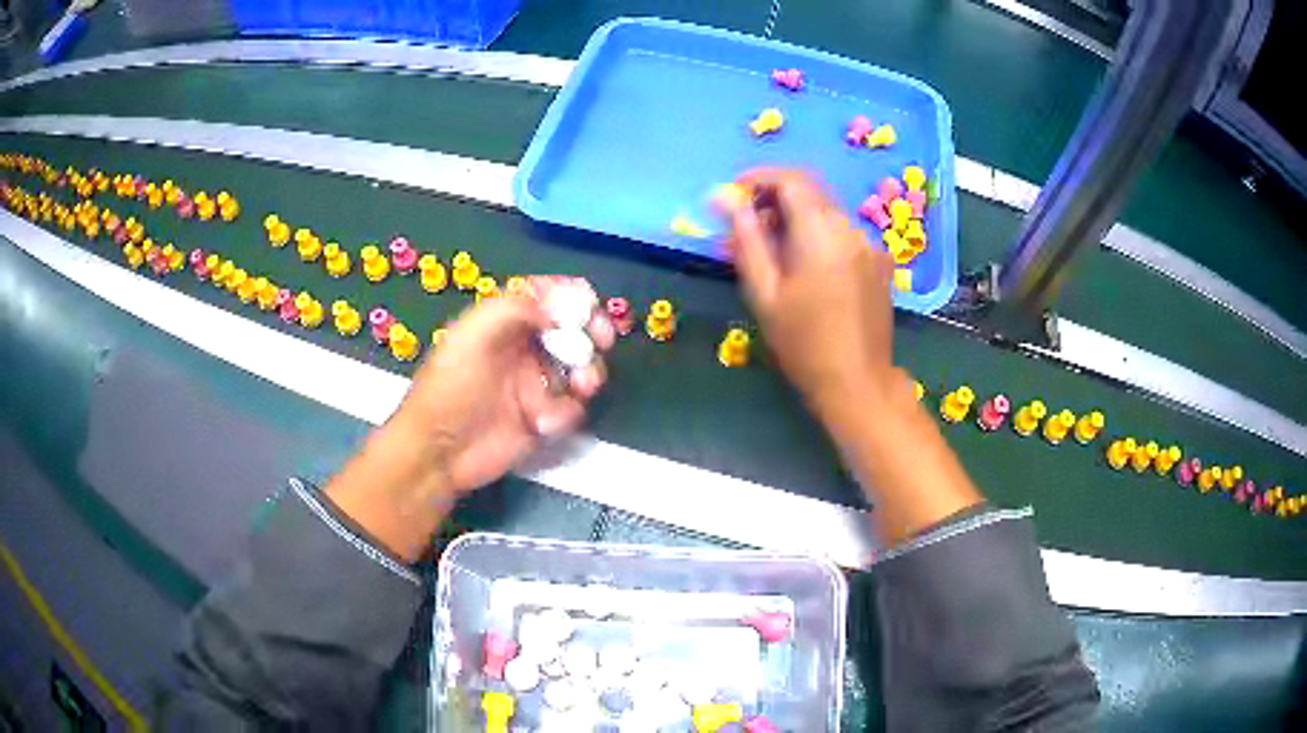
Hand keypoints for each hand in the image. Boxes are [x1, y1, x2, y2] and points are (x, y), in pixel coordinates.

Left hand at [326, 280, 613, 560]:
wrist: (440, 452)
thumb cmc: (451, 388)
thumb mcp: (473, 337)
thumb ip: (514, 308)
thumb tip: (558, 305)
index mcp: (502, 323)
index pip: (545, 297)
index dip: (570, 296)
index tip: (588, 307)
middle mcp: (522, 348)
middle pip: (571, 329)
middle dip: (591, 331)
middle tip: (602, 339)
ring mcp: (534, 384)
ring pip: (579, 368)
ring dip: (588, 372)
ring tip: (583, 385)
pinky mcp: (542, 419)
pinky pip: (571, 407)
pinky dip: (567, 411)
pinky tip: (546, 422)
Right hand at [723, 169, 897, 420]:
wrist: (858, 383)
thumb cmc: (803, 343)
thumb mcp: (764, 291)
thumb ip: (745, 237)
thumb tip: (722, 197)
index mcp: (821, 231)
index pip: (790, 179)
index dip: (758, 178)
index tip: (733, 196)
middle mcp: (850, 228)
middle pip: (810, 191)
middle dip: (774, 199)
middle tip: (745, 230)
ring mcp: (869, 244)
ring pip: (825, 212)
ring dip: (795, 219)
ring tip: (770, 254)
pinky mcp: (878, 262)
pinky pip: (841, 233)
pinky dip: (816, 236)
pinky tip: (803, 269)